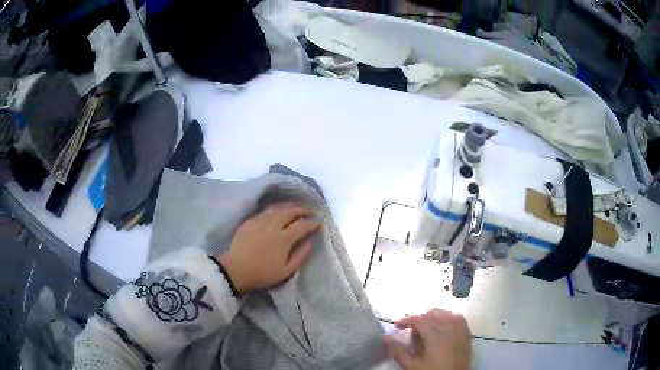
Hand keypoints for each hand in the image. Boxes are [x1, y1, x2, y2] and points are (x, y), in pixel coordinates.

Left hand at [216, 203, 319, 293]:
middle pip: (290, 211)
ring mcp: (260, 221)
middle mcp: (273, 225)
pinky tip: (278, 212)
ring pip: (278, 208)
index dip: (312, 223)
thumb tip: (311, 242)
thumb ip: (301, 255)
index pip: (302, 225)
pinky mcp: (250, 221)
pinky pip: (266, 211)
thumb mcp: (286, 271)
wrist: (235, 270)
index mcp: (283, 238)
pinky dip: (276, 209)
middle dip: (302, 210)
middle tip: (309, 212)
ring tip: (296, 209)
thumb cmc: (262, 274)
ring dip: (290, 206)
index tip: (318, 223)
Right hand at [384, 309, 471, 369]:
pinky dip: (450, 319)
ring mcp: (460, 331)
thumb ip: (399, 351)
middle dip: (420, 319)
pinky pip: (459, 319)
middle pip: (433, 314)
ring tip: (426, 328)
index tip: (397, 326)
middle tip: (410, 330)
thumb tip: (386, 338)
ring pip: (447, 314)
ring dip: (434, 318)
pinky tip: (444, 326)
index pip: (419, 319)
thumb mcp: (412, 366)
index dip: (406, 320)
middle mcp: (449, 329)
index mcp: (435, 336)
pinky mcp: (467, 336)